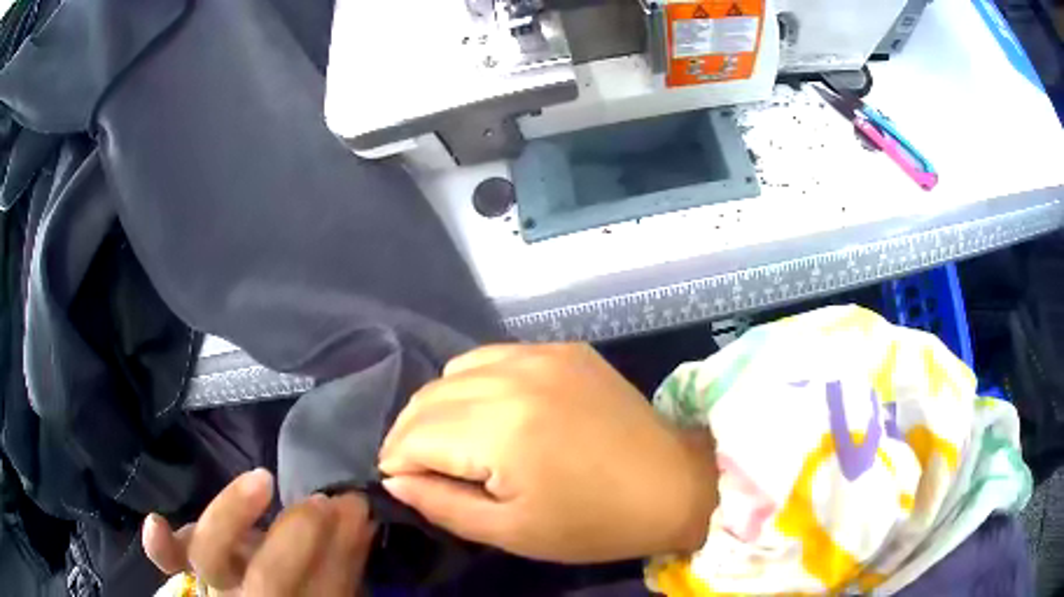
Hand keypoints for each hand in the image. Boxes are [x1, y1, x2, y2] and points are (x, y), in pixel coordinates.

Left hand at [142, 469, 374, 595]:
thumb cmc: (293, 589)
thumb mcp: (325, 583)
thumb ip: (342, 559)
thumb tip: (362, 515)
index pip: (320, 591)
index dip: (339, 555)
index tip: (356, 511)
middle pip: (267, 579)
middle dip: (297, 537)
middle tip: (322, 500)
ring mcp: (215, 584)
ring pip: (211, 557)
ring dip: (235, 516)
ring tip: (262, 480)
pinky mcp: (190, 567)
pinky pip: (170, 561)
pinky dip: (160, 546)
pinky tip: (156, 521)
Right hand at [378, 344, 717, 562]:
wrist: (671, 485)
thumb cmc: (592, 523)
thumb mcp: (510, 531)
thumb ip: (442, 504)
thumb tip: (396, 480)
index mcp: (502, 430)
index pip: (415, 435)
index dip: (396, 459)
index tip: (398, 481)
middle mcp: (516, 377)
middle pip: (429, 397)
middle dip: (410, 433)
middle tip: (418, 466)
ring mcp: (543, 354)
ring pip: (455, 370)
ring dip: (441, 406)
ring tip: (454, 440)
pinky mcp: (563, 348)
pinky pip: (495, 356)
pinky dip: (477, 383)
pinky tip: (493, 411)